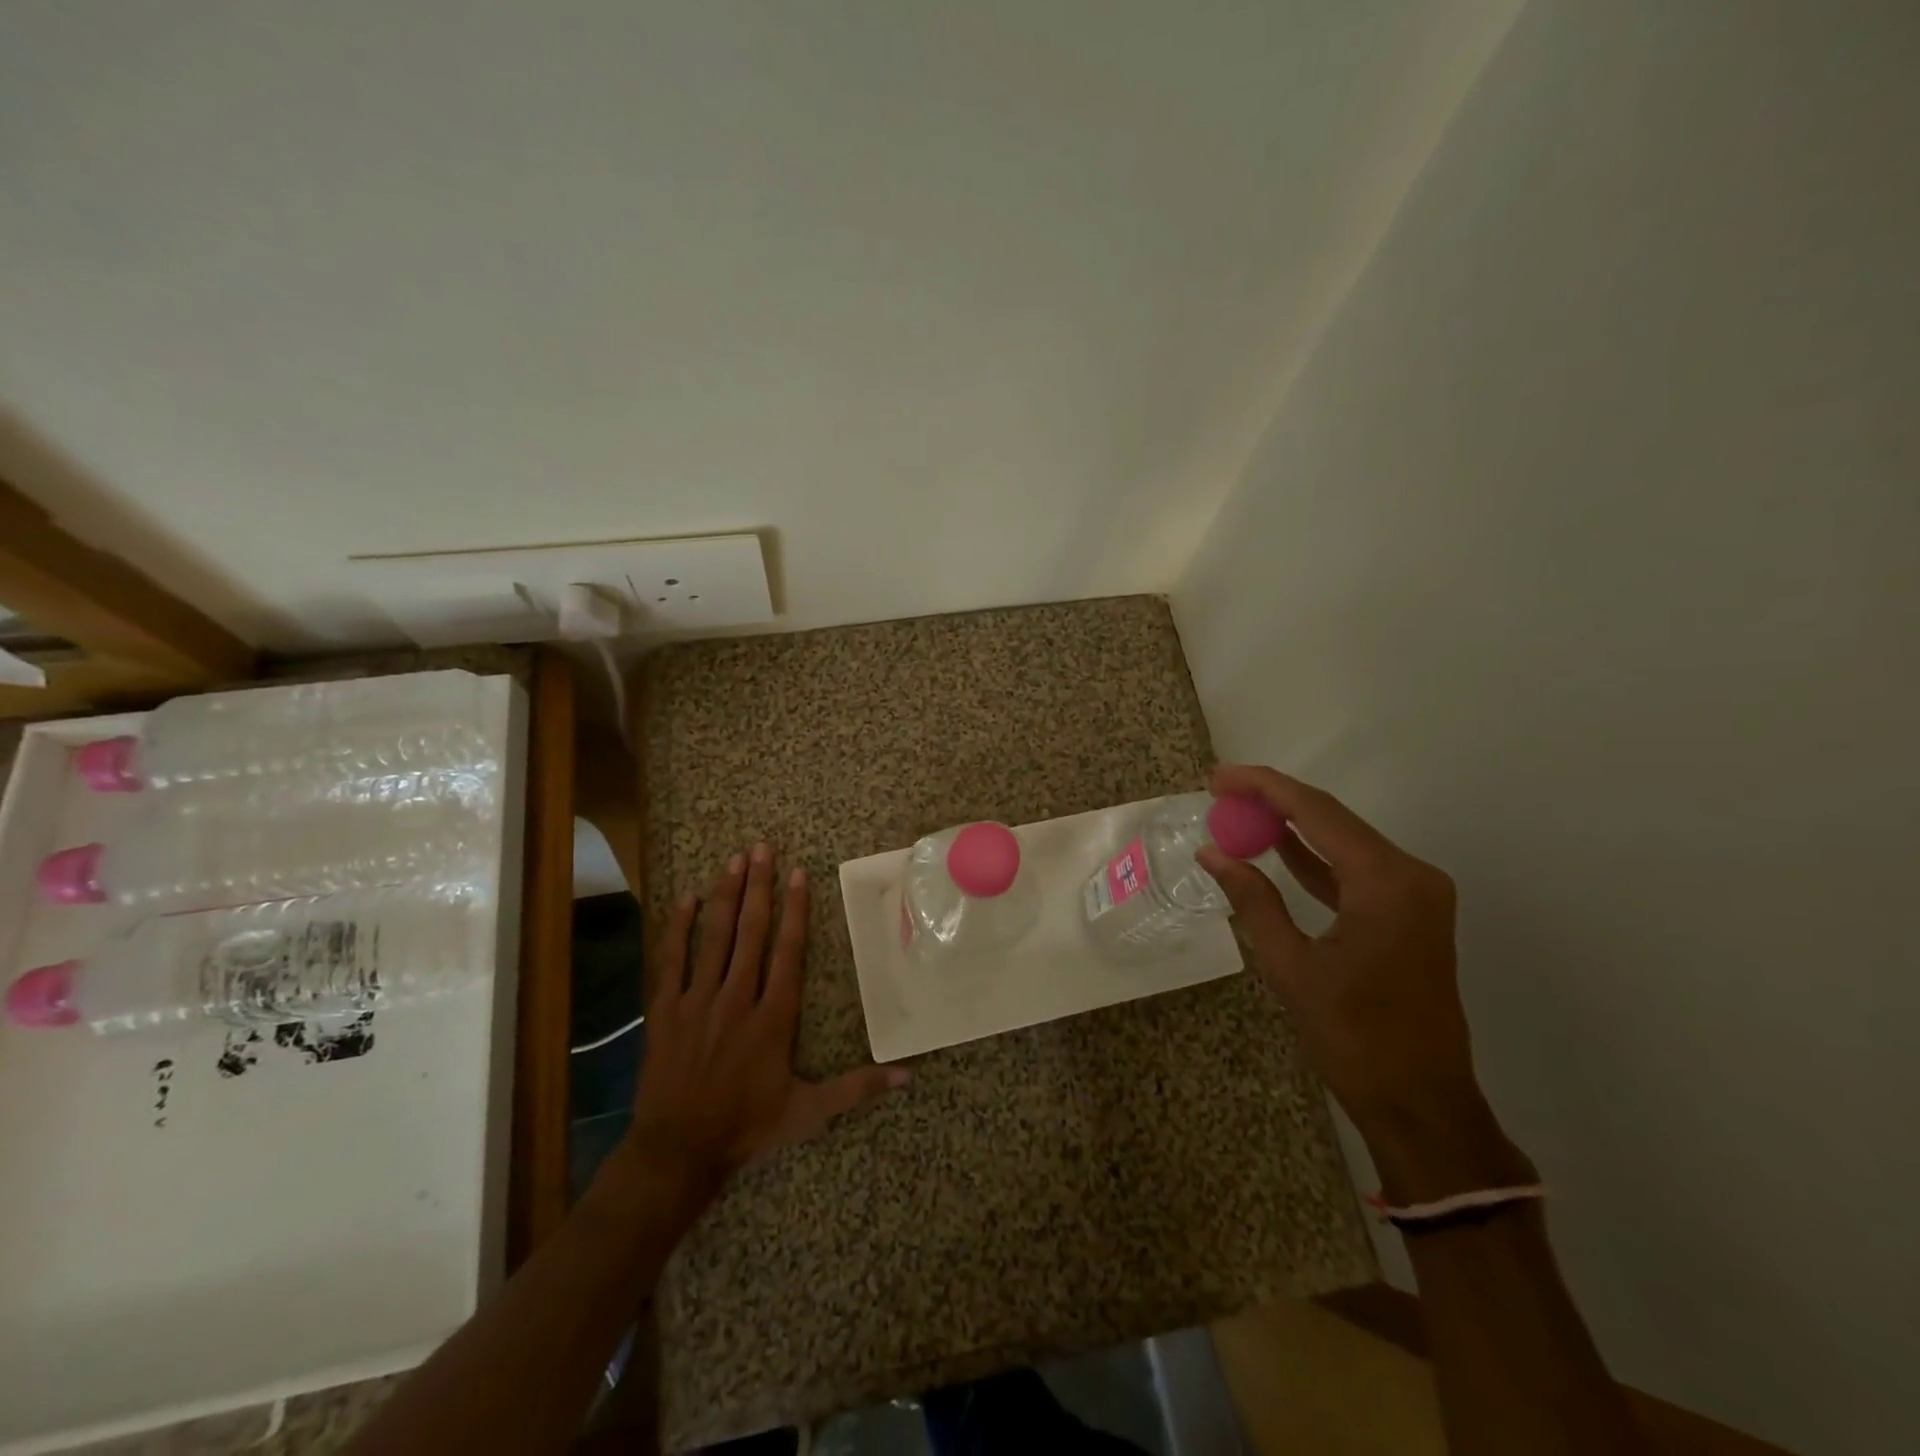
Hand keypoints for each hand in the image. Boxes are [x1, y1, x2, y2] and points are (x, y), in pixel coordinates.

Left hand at [619, 844, 907, 1204]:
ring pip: (715, 938)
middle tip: (761, 848)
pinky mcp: (665, 1011)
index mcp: (773, 1017)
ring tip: (734, 860)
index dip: (795, 910)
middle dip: (758, 887)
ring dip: (725, 896)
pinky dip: (679, 928)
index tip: (797, 873)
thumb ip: (856, 1088)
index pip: (788, 951)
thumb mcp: (808, 1112)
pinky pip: (671, 961)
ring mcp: (698, 1002)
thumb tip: (908, 1075)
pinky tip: (686, 898)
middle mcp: (737, 999)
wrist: (677, 1152)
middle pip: (750, 932)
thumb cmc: (746, 1127)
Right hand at [1197, 766, 1524, 1200]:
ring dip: (1293, 827)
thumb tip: (1213, 853)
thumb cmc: (1354, 1037)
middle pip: (1333, 819)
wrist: (1421, 1102)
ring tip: (1239, 812)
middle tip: (1221, 790)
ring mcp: (1415, 895)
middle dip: (1275, 801)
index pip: (1317, 813)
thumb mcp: (1291, 965)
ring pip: (1343, 841)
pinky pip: (1354, 871)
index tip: (1219, 777)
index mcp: (1387, 883)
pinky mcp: (1409, 914)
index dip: (1264, 787)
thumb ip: (1253, 900)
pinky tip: (1278, 848)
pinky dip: (1315, 859)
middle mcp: (1410, 876)